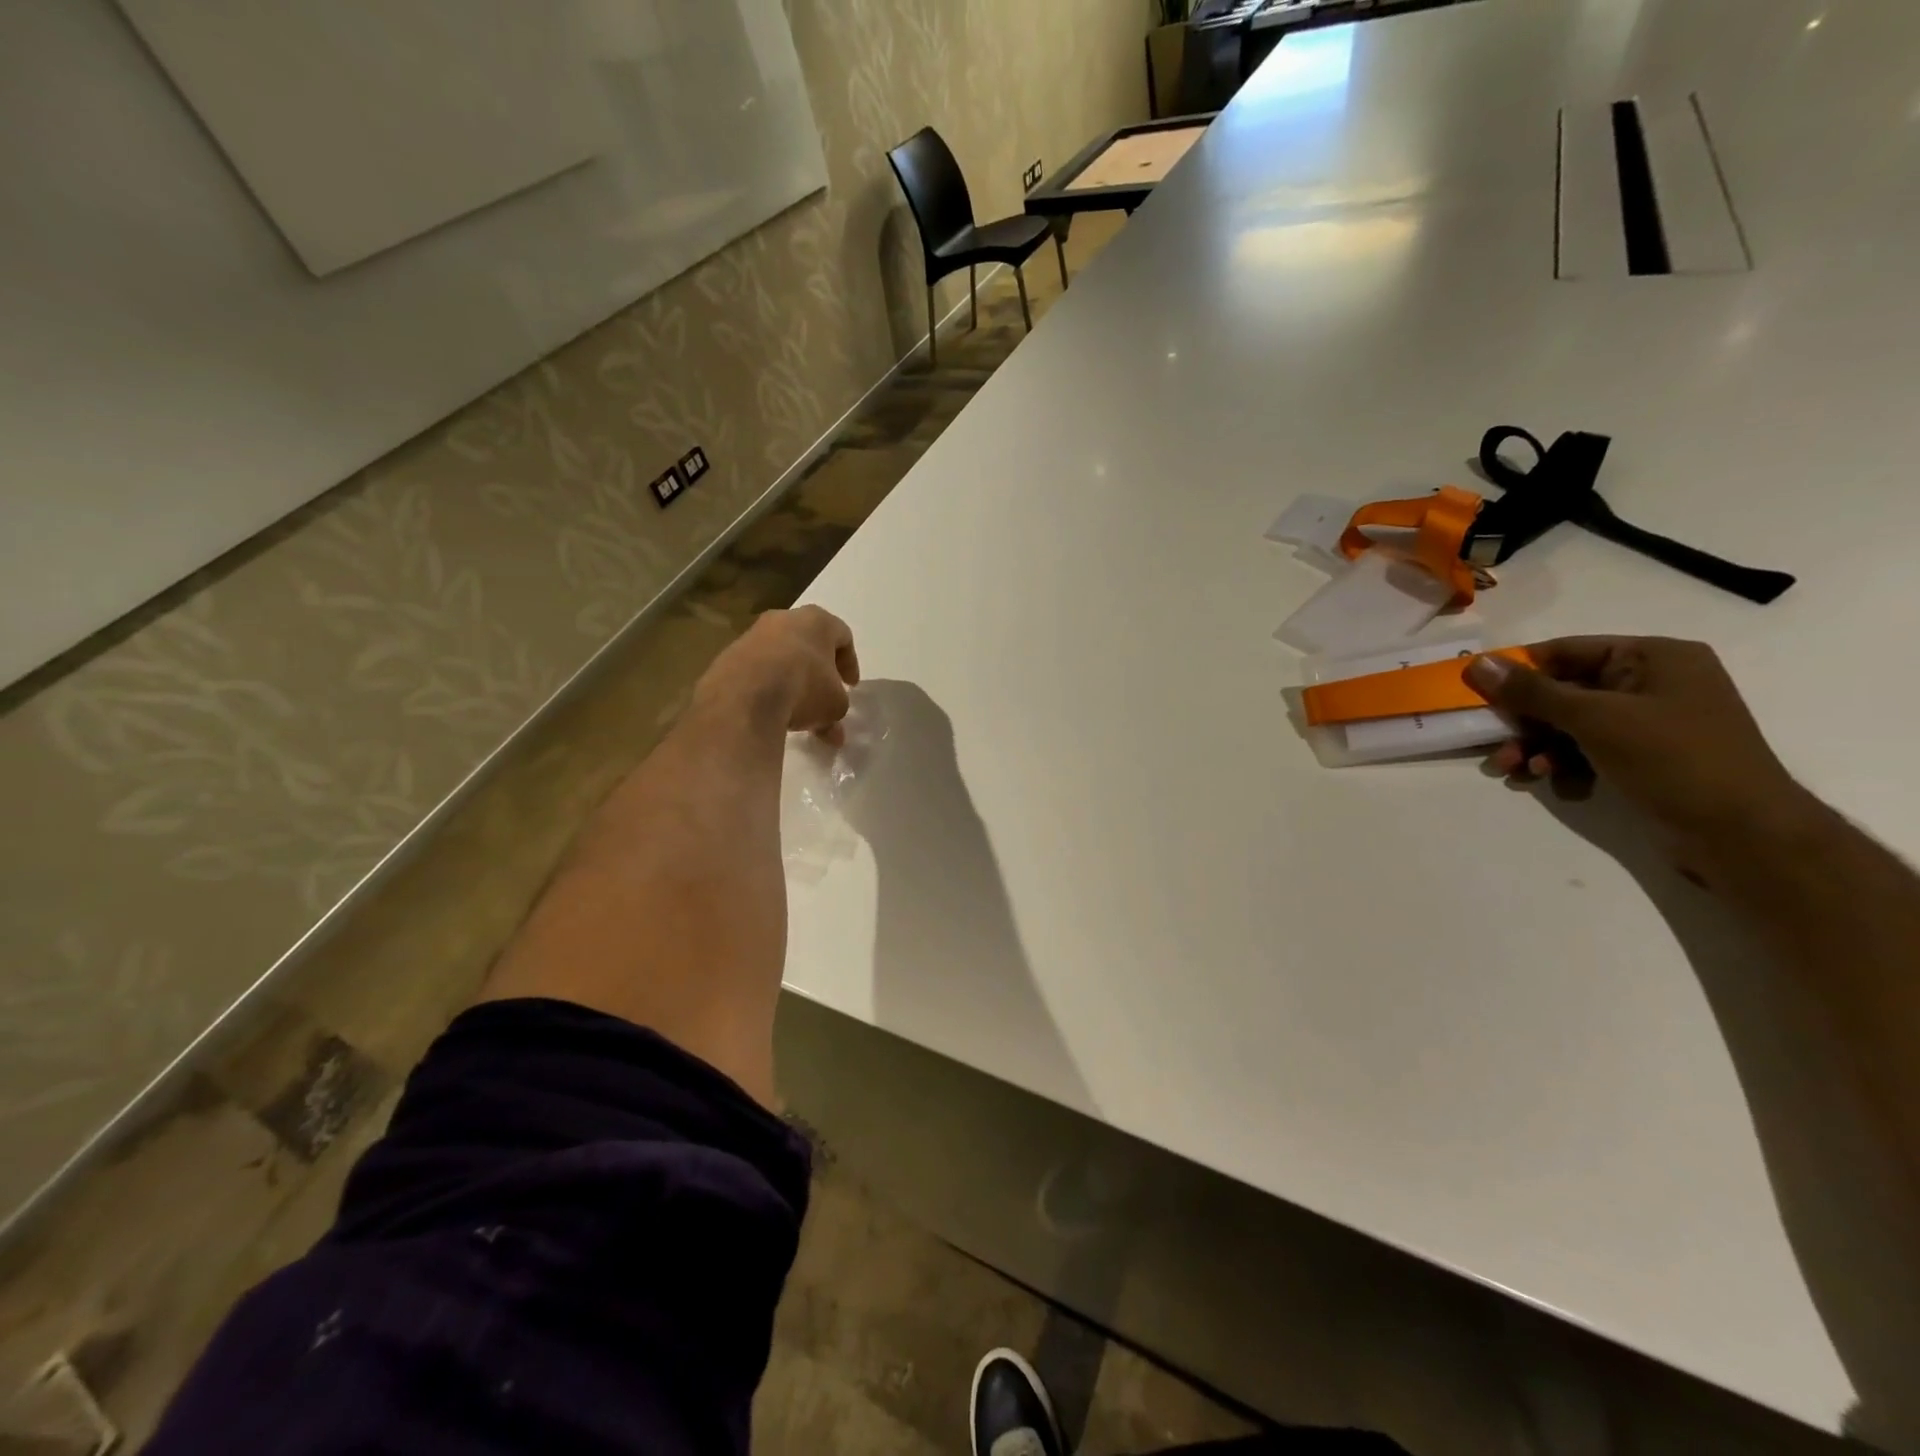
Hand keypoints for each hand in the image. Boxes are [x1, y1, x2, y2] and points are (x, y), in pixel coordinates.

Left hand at [695, 606, 860, 740]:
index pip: (843, 636)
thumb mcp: (835, 704)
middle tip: (824, 699)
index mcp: (817, 621)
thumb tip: (832, 730)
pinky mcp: (729, 657)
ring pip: (780, 660)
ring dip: (792, 684)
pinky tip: (771, 712)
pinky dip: (767, 689)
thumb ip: (837, 710)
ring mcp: (752, 636)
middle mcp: (783, 619)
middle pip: (808, 646)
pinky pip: (756, 673)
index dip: (850, 663)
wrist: (746, 694)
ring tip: (797, 715)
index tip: (851, 686)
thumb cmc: (805, 687)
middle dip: (818, 675)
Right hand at [1465, 636, 1807, 865]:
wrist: (1741, 833)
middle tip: (1495, 745)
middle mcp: (1652, 683)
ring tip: (1515, 772)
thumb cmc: (1673, 759)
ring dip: (1537, 748)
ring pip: (1570, 725)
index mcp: (1654, 657)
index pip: (1566, 651)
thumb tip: (1478, 664)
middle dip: (1525, 722)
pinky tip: (1555, 784)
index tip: (1476, 695)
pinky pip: (1588, 750)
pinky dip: (1564, 765)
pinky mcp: (1644, 756)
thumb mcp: (1595, 719)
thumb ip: (1532, 692)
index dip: (1518, 672)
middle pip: (1563, 691)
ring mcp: (1649, 722)